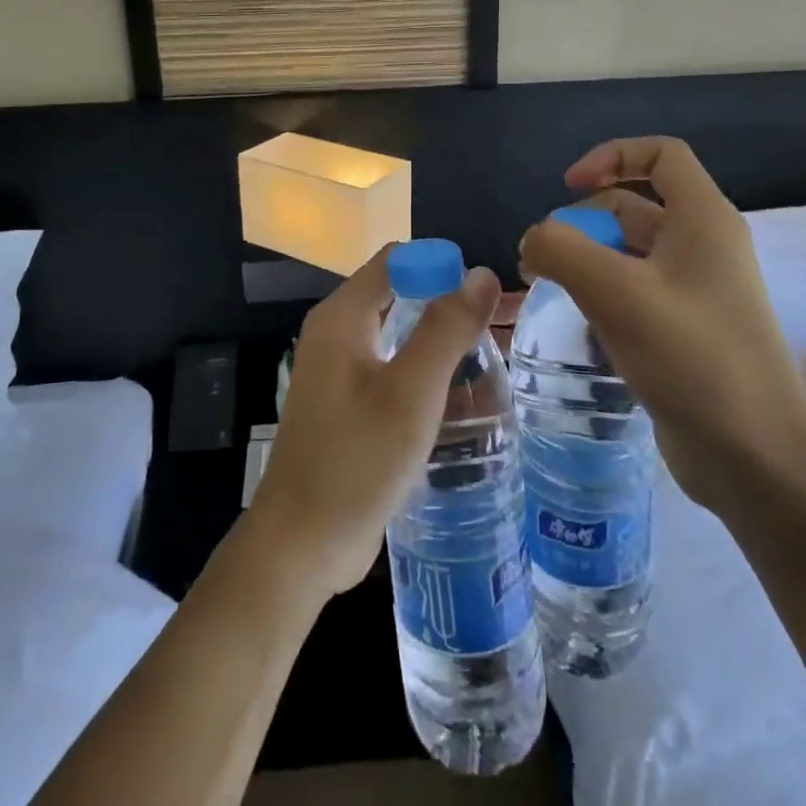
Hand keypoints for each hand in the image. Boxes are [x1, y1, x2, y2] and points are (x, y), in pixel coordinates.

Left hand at [247, 245, 501, 598]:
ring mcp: (339, 371)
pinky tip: (464, 399)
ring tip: (495, 361)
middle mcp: (336, 333)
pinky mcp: (348, 405)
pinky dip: (426, 373)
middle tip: (504, 328)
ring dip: (442, 342)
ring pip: (400, 335)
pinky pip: (393, 370)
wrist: (301, 545)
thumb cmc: (355, 461)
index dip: (443, 266)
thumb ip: (445, 329)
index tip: (488, 297)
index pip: (397, 260)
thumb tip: (482, 273)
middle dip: (449, 304)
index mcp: (342, 317)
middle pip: (400, 295)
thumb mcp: (410, 392)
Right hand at [519, 137, 805, 510]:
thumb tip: (532, 239)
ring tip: (548, 289)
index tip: (568, 187)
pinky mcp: (685, 330)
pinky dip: (601, 293)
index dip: (611, 156)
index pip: (661, 154)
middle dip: (583, 220)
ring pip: (628, 252)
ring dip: (585, 259)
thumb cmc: (694, 359)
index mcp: (703, 220)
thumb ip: (562, 250)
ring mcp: (696, 291)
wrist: (758, 461)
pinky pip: (634, 292)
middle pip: (634, 204)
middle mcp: (702, 246)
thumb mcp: (617, 294)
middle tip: (542, 258)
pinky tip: (579, 323)